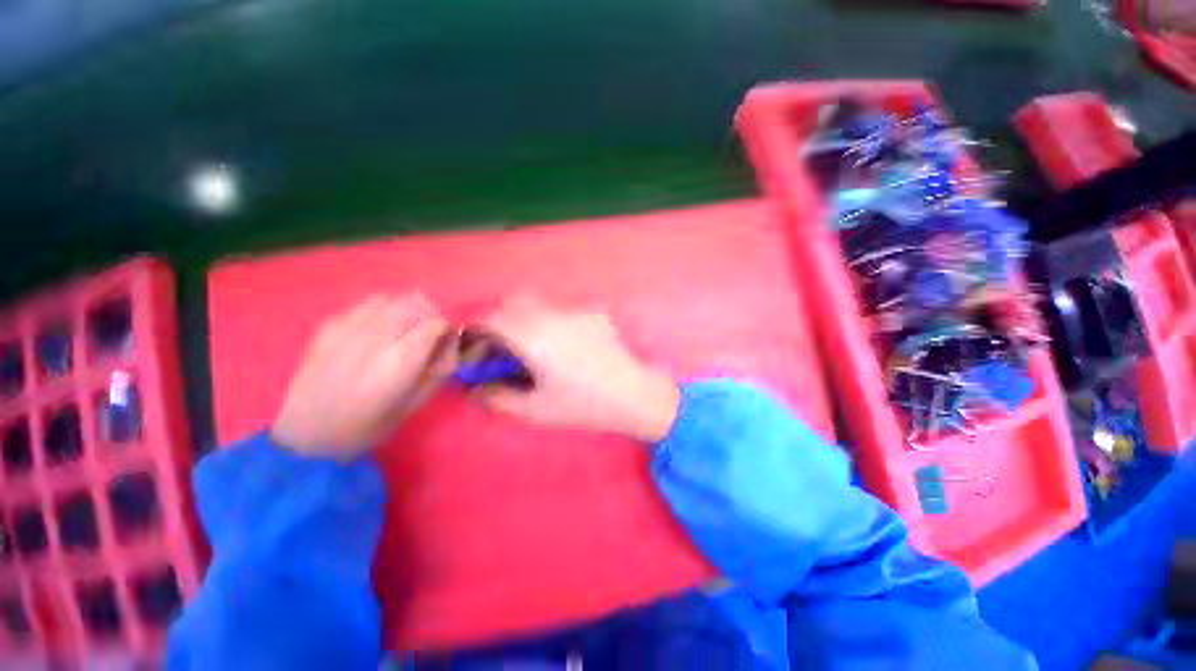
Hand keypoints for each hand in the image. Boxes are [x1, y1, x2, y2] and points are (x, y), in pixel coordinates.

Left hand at [272, 294, 456, 458]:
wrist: (310, 435)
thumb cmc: (371, 424)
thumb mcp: (417, 402)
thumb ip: (440, 369)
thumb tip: (450, 344)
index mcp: (402, 359)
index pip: (436, 323)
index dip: (447, 329)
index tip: (446, 340)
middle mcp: (377, 336)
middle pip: (415, 302)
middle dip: (429, 313)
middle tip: (429, 331)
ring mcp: (348, 328)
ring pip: (389, 298)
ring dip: (404, 308)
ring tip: (403, 327)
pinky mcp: (329, 326)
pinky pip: (364, 305)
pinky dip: (380, 311)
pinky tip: (376, 331)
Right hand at [474, 295, 679, 442]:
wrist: (634, 394)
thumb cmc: (584, 406)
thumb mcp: (536, 409)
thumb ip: (499, 398)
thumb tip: (475, 390)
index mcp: (533, 337)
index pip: (490, 319)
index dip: (475, 333)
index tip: (476, 352)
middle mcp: (551, 315)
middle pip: (513, 302)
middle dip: (500, 322)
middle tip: (503, 350)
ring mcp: (576, 311)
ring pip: (538, 304)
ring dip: (525, 319)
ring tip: (534, 348)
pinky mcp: (593, 313)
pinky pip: (562, 311)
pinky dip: (551, 323)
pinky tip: (565, 347)